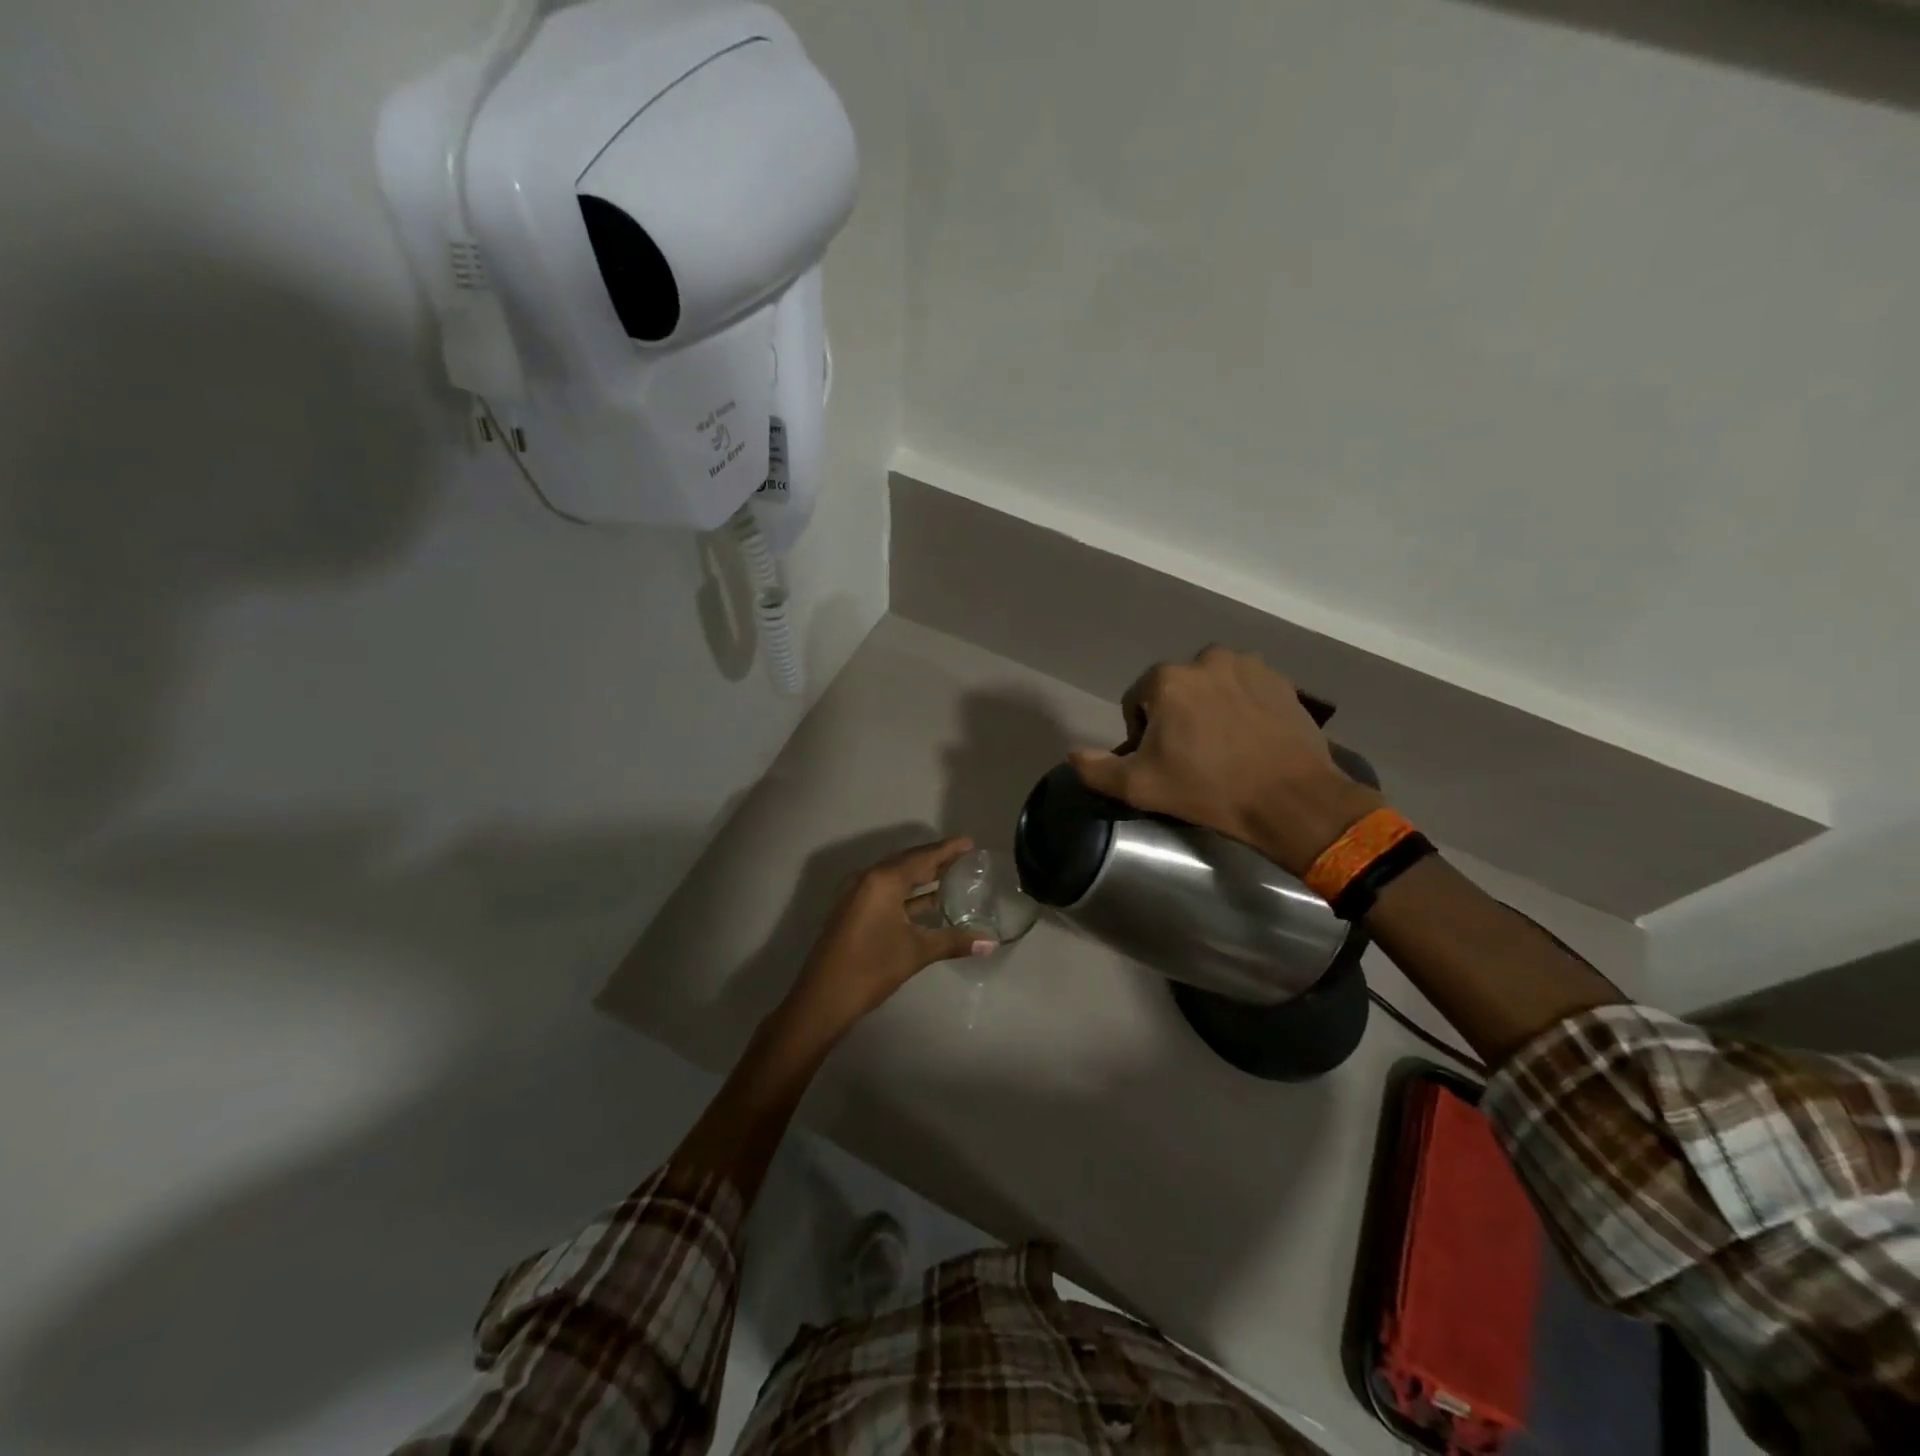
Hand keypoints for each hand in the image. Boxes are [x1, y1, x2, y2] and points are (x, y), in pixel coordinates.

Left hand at [782, 838, 995, 1037]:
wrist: (823, 999)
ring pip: (896, 878)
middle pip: (907, 863)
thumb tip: (991, 942)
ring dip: (921, 877)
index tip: (969, 843)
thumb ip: (954, 941)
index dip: (947, 850)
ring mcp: (856, 895)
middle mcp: (867, 879)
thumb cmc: (871, 967)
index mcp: (883, 880)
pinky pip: (886, 891)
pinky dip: (908, 893)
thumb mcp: (916, 951)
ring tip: (951, 876)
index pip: (922, 857)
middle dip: (935, 860)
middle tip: (964, 858)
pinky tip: (926, 902)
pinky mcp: (852, 911)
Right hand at [1068, 647, 1380, 873]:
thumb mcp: (1140, 788)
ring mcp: (1249, 666)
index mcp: (1168, 680)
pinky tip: (1251, 738)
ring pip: (1212, 685)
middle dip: (1177, 716)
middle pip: (1176, 690)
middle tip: (1193, 756)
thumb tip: (1072, 755)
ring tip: (1224, 746)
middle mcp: (1207, 659)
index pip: (1138, 701)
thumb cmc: (1209, 790)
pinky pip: (1246, 688)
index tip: (1162, 762)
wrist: (1291, 800)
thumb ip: (1097, 769)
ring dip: (1210, 707)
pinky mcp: (1281, 680)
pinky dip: (1242, 706)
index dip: (1143, 733)